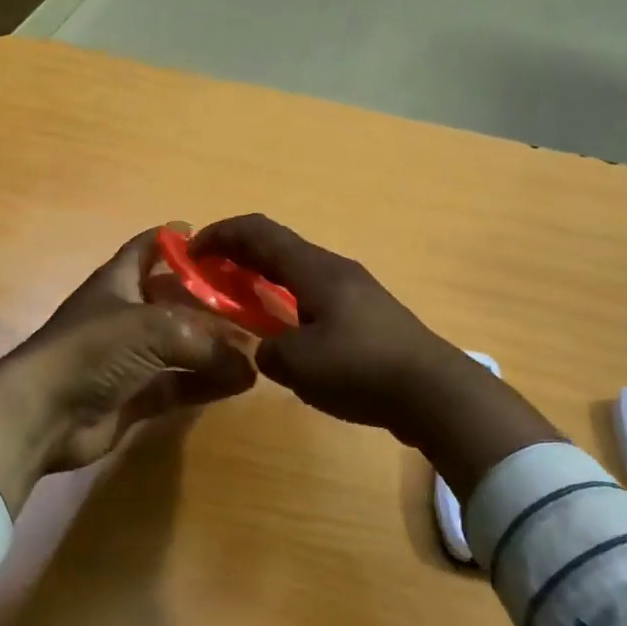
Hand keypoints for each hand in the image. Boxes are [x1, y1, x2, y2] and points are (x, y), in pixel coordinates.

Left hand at [0, 227, 256, 513]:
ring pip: (182, 346)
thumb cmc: (92, 350)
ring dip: (215, 347)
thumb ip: (205, 342)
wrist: (42, 414)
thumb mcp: (153, 329)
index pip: (152, 247)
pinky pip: (179, 384)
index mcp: (120, 280)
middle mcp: (126, 314)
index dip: (181, 241)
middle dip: (213, 301)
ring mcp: (130, 357)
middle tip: (257, 304)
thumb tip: (248, 363)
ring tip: (259, 347)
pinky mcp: (134, 395)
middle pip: (176, 299)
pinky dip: (206, 383)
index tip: (224, 245)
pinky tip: (240, 383)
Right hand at [191, 214, 563, 500]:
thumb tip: (265, 349)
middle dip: (238, 255)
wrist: (436, 393)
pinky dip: (286, 300)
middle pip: (277, 247)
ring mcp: (355, 291)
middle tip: (209, 277)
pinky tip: (283, 331)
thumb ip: (267, 351)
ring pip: (297, 271)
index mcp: (315, 270)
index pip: (258, 232)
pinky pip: (314, 294)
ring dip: (263, 279)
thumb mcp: (298, 364)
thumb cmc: (362, 369)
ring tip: (240, 304)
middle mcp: (334, 270)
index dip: (220, 235)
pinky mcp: (367, 315)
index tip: (191, 253)